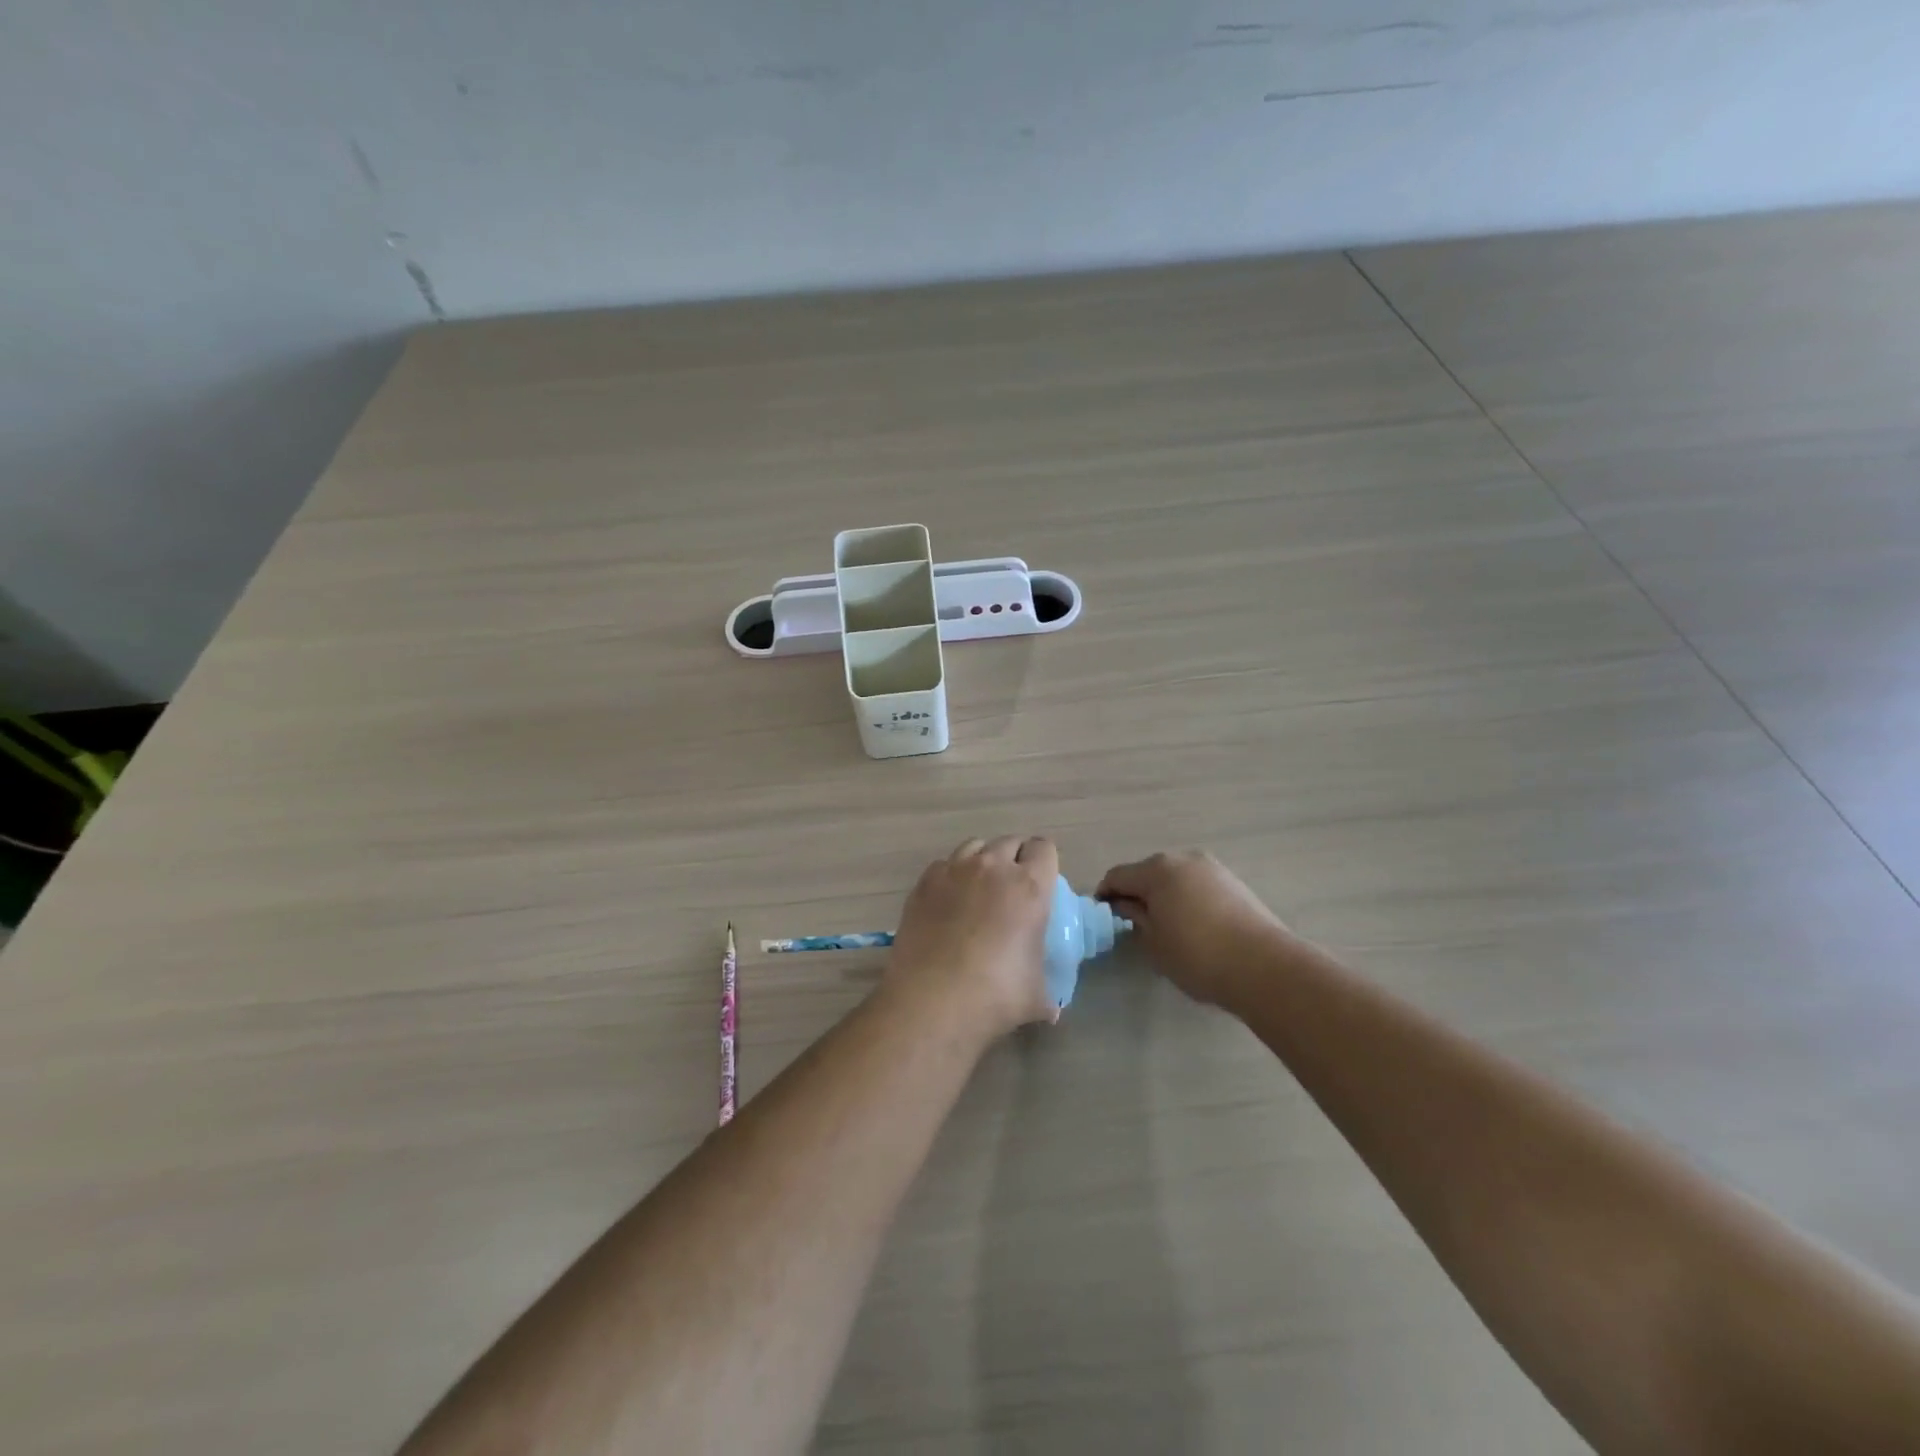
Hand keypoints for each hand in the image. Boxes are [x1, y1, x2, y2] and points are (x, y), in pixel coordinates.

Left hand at [883, 836, 1060, 1039]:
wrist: (931, 1002)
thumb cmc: (995, 997)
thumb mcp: (1036, 997)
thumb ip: (1048, 993)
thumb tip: (1052, 1011)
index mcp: (1029, 887)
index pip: (1044, 849)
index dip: (1044, 862)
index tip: (1042, 882)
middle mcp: (992, 868)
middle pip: (1009, 842)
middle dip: (1015, 858)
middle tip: (1012, 890)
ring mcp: (953, 871)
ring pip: (974, 846)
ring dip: (983, 861)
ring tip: (979, 890)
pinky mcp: (923, 883)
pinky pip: (944, 865)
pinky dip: (951, 876)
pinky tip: (949, 903)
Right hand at [1096, 850, 1294, 1006]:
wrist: (1265, 967)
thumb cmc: (1197, 956)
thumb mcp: (1155, 943)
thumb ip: (1135, 918)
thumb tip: (1126, 906)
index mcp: (1157, 870)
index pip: (1118, 876)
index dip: (1105, 895)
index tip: (1101, 916)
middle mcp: (1183, 859)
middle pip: (1147, 872)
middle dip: (1136, 892)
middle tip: (1132, 922)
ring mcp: (1212, 868)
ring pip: (1175, 877)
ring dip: (1164, 895)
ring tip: (1164, 925)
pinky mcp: (1233, 882)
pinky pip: (1197, 885)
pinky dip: (1187, 898)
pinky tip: (1192, 925)